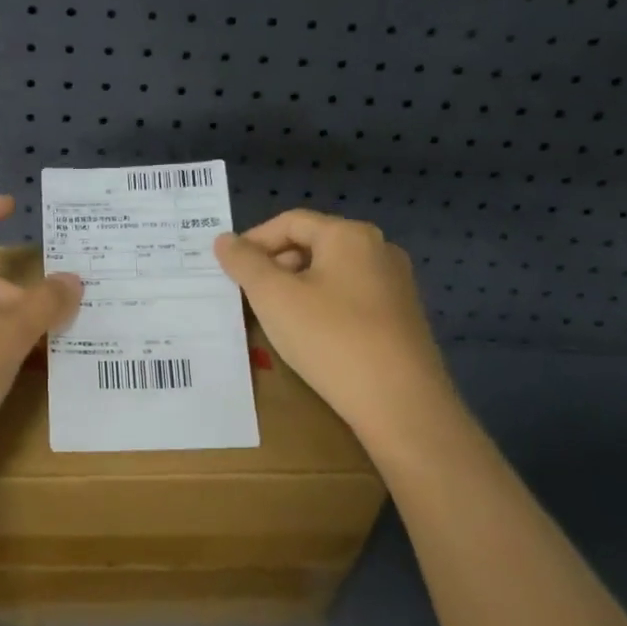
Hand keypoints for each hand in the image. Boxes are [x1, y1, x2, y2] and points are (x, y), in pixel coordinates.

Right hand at [214, 211, 466, 454]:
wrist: (401, 404)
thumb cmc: (331, 338)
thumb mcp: (274, 297)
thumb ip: (245, 263)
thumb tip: (224, 240)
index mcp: (349, 235)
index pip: (290, 221)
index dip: (253, 241)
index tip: (228, 269)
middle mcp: (379, 250)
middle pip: (313, 244)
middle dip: (274, 266)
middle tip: (247, 295)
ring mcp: (396, 285)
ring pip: (331, 274)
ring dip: (296, 288)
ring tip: (273, 317)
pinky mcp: (402, 319)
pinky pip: (350, 299)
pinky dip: (322, 307)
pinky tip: (309, 336)